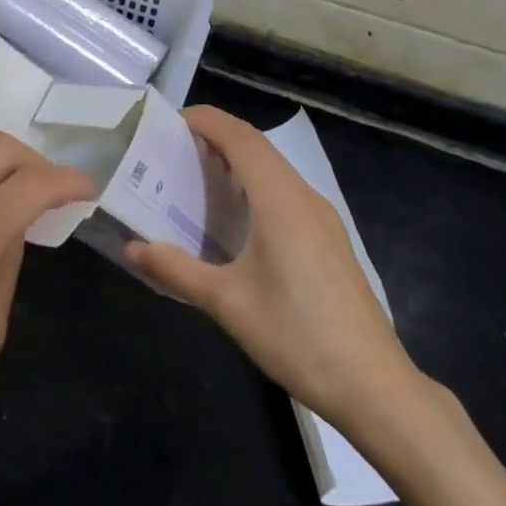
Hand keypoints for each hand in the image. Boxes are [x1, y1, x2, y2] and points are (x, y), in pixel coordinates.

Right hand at [125, 106, 433, 459]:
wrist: (375, 386)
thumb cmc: (297, 336)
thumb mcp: (227, 303)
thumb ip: (176, 269)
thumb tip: (131, 249)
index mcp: (279, 199)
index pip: (239, 136)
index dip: (204, 120)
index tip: (168, 123)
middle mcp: (303, 196)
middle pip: (256, 145)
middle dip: (215, 136)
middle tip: (172, 150)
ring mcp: (322, 217)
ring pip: (274, 168)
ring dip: (237, 160)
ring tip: (197, 177)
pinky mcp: (330, 239)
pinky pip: (286, 191)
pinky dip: (255, 184)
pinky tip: (237, 218)